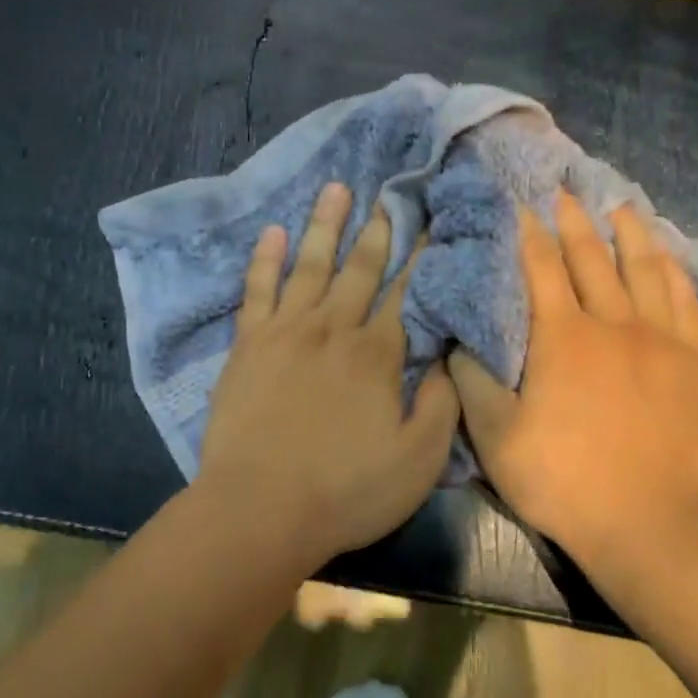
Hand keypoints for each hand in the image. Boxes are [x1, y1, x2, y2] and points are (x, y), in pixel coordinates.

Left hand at [197, 181, 459, 567]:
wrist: (260, 508)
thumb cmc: (346, 490)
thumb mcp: (419, 460)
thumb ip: (441, 404)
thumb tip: (449, 357)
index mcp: (378, 353)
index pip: (406, 293)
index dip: (421, 257)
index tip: (431, 223)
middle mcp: (334, 327)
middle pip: (360, 269)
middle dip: (378, 230)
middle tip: (389, 194)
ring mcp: (286, 330)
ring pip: (310, 265)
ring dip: (325, 225)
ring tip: (336, 188)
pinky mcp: (247, 344)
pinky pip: (257, 289)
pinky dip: (265, 258)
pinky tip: (273, 231)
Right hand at [449, 190, 697, 567]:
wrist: (646, 524)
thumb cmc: (562, 478)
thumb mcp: (495, 436)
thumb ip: (472, 381)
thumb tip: (458, 339)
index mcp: (561, 336)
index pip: (542, 267)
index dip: (529, 233)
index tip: (522, 204)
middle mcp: (612, 324)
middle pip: (592, 257)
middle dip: (574, 220)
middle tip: (565, 190)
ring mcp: (660, 341)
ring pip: (645, 269)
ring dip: (630, 233)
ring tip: (620, 206)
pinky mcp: (693, 363)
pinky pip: (687, 303)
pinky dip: (675, 273)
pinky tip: (668, 258)